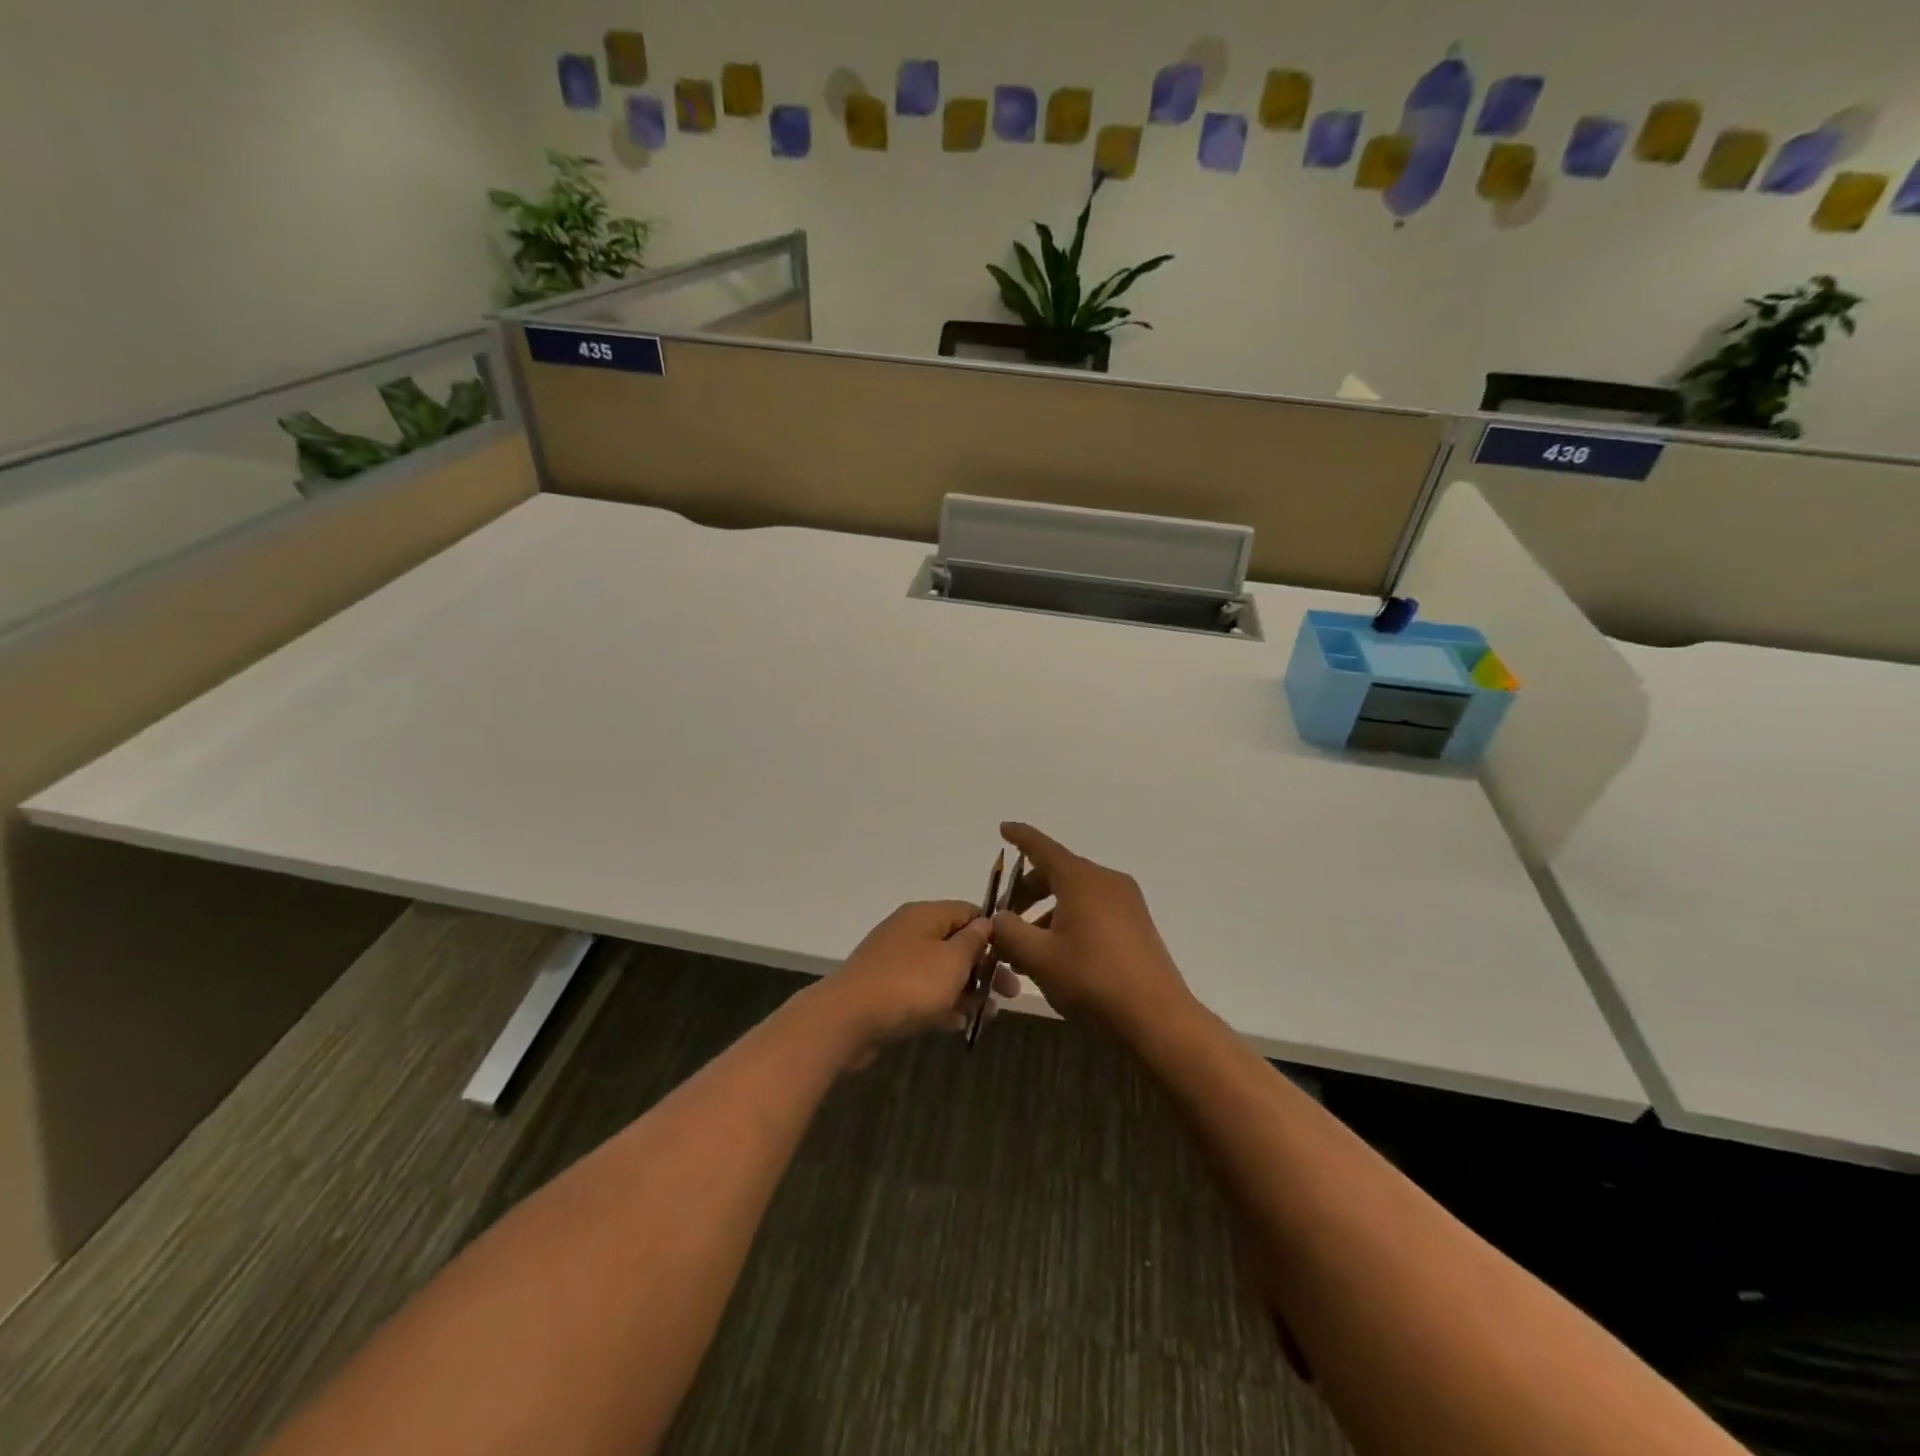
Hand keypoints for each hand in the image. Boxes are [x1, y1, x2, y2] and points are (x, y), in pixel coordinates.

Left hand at [810, 900, 1019, 1067]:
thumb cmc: (909, 984)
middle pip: (956, 943)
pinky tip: (960, 1024)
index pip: (968, 911)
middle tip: (1010, 993)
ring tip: (990, 1014)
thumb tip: (986, 922)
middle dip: (984, 967)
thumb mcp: (952, 960)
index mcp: (925, 915)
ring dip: (967, 989)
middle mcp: (909, 932)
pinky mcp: (886, 991)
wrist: (847, 1020)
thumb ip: (974, 941)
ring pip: (941, 971)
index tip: (1015, 957)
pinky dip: (943, 1004)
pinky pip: (923, 993)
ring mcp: (895, 962)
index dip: (994, 932)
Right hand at [990, 822, 1192, 1037]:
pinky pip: (1094, 910)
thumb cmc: (1092, 980)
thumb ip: (1009, 932)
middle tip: (1005, 917)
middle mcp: (1106, 881)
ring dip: (1047, 912)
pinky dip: (1069, 920)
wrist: (1157, 1017)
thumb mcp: (1038, 958)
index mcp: (1081, 879)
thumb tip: (998, 917)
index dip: (1020, 837)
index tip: (1003, 828)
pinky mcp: (1137, 925)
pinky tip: (1057, 954)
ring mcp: (1127, 903)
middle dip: (1027, 891)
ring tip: (1026, 948)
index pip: (1043, 848)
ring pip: (1076, 895)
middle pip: (1058, 873)